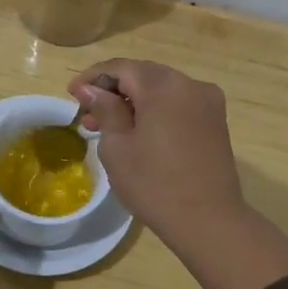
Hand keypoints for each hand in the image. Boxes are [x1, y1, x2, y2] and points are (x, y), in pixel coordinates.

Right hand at [68, 60, 245, 239]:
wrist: (208, 221)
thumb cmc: (154, 184)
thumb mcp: (117, 147)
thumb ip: (104, 110)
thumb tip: (90, 89)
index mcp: (164, 86)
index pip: (121, 67)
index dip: (93, 77)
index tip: (72, 94)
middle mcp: (191, 84)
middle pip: (143, 75)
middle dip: (113, 90)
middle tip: (87, 115)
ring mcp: (208, 102)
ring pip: (162, 90)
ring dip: (134, 102)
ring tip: (108, 128)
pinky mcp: (215, 122)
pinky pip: (178, 105)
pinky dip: (155, 111)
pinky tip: (139, 132)